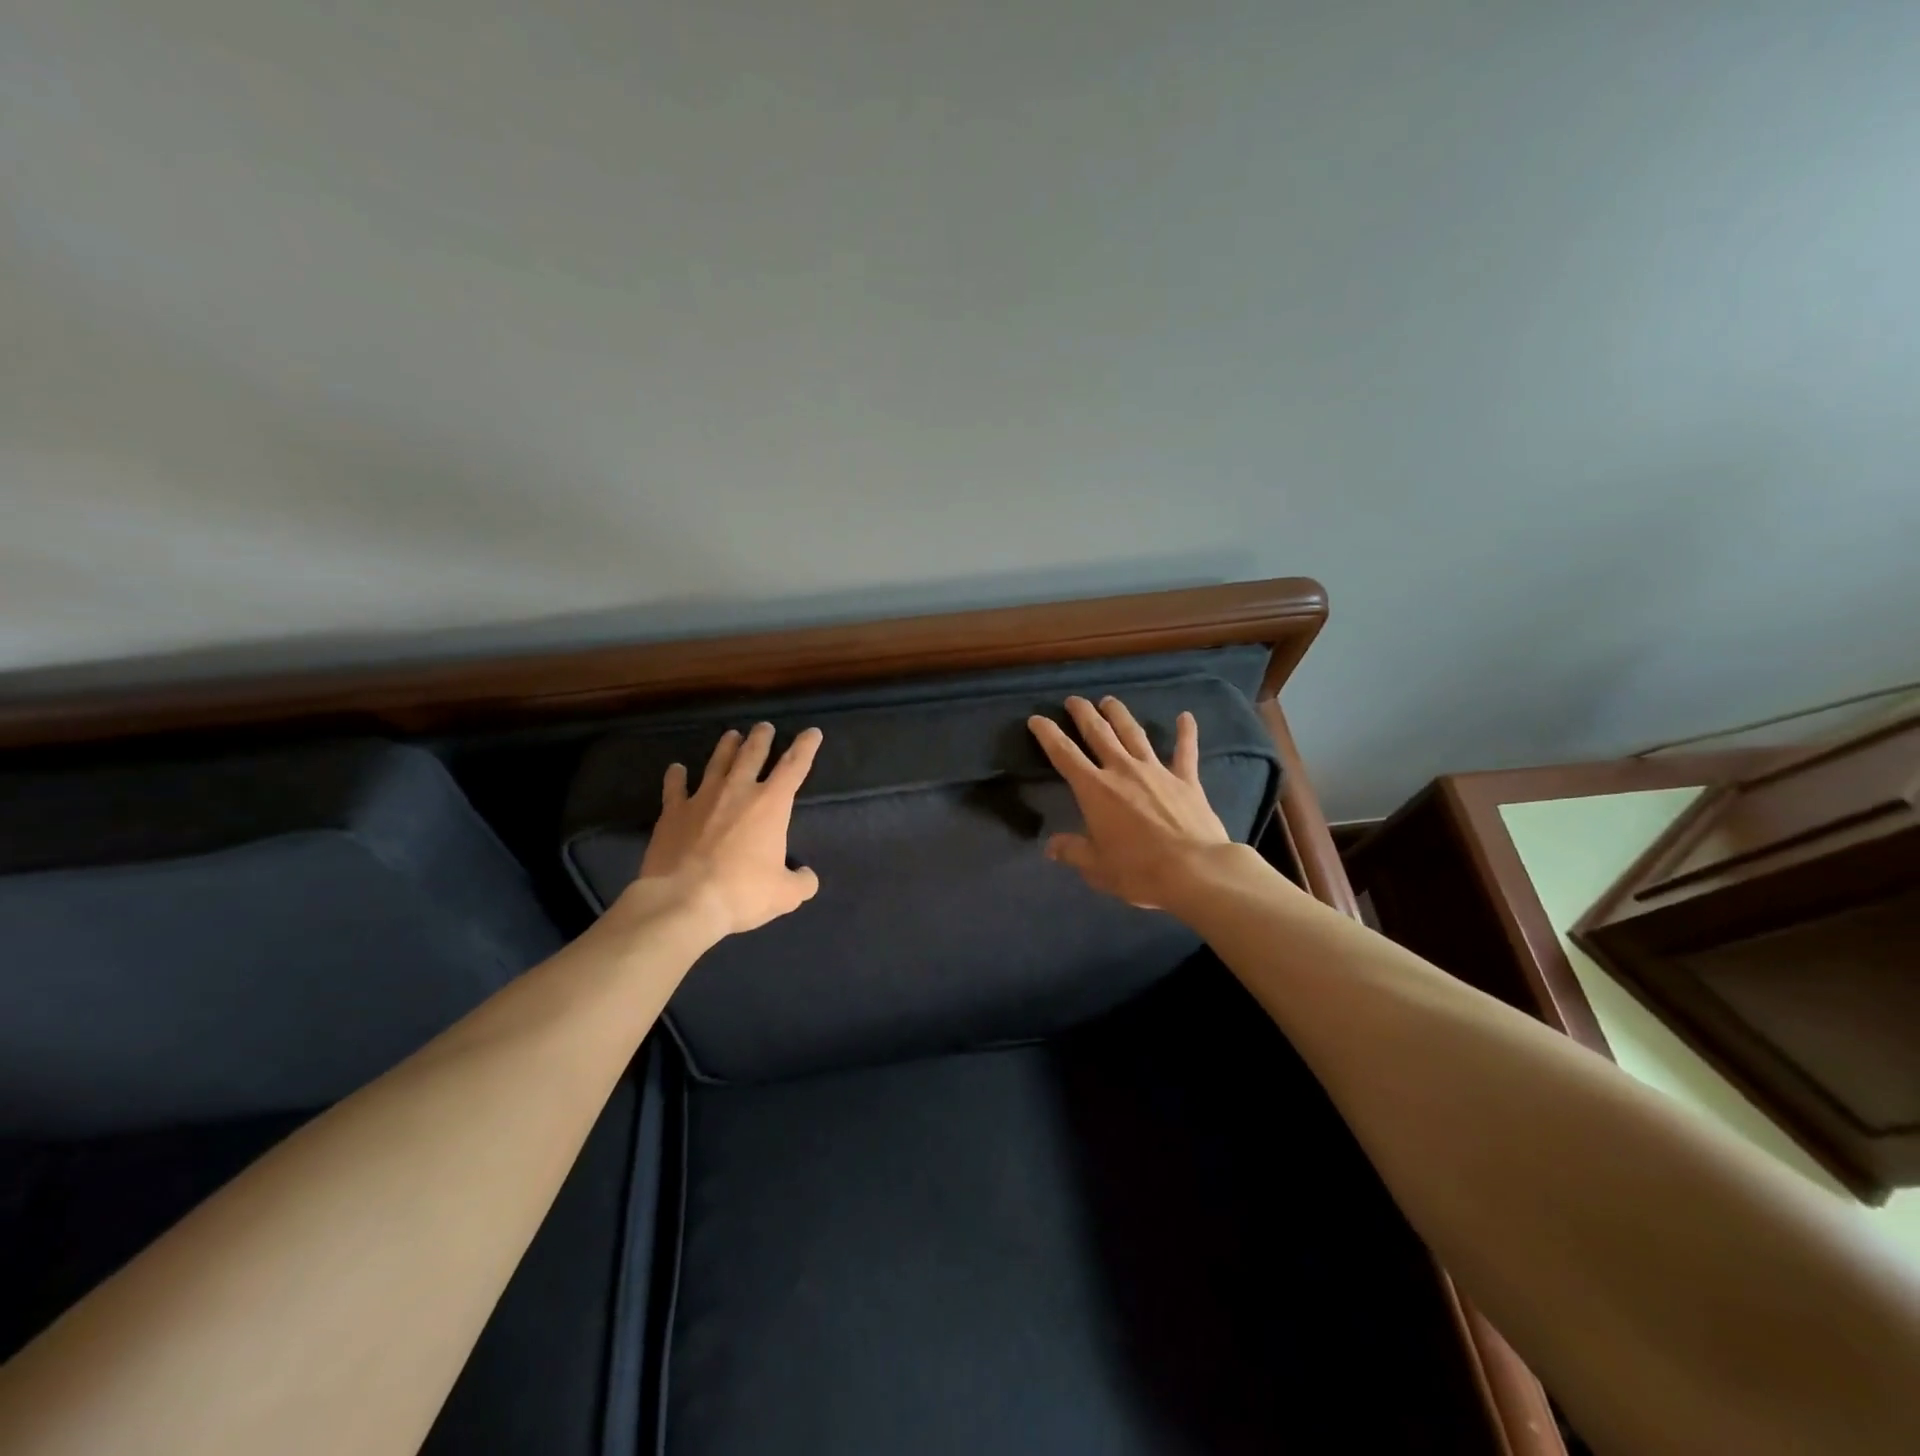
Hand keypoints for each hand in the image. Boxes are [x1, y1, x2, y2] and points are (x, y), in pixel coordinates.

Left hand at [623, 722, 822, 936]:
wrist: (684, 900)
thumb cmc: (742, 892)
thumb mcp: (785, 895)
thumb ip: (801, 882)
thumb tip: (806, 876)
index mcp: (771, 804)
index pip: (794, 766)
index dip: (806, 747)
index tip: (812, 732)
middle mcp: (737, 791)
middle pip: (752, 754)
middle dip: (761, 738)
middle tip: (764, 727)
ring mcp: (702, 798)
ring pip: (717, 762)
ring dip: (726, 747)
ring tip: (732, 735)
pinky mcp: (673, 812)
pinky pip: (675, 787)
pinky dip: (676, 776)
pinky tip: (676, 769)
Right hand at [1027, 696, 1230, 909]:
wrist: (1195, 871)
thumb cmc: (1138, 871)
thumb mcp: (1097, 867)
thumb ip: (1073, 851)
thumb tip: (1050, 847)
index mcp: (1095, 790)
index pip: (1064, 754)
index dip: (1048, 734)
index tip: (1036, 719)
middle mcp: (1122, 770)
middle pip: (1099, 733)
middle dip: (1083, 714)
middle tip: (1074, 700)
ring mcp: (1156, 771)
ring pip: (1134, 733)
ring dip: (1120, 714)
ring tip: (1109, 701)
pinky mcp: (1186, 780)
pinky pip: (1185, 751)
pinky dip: (1186, 732)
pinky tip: (1186, 716)